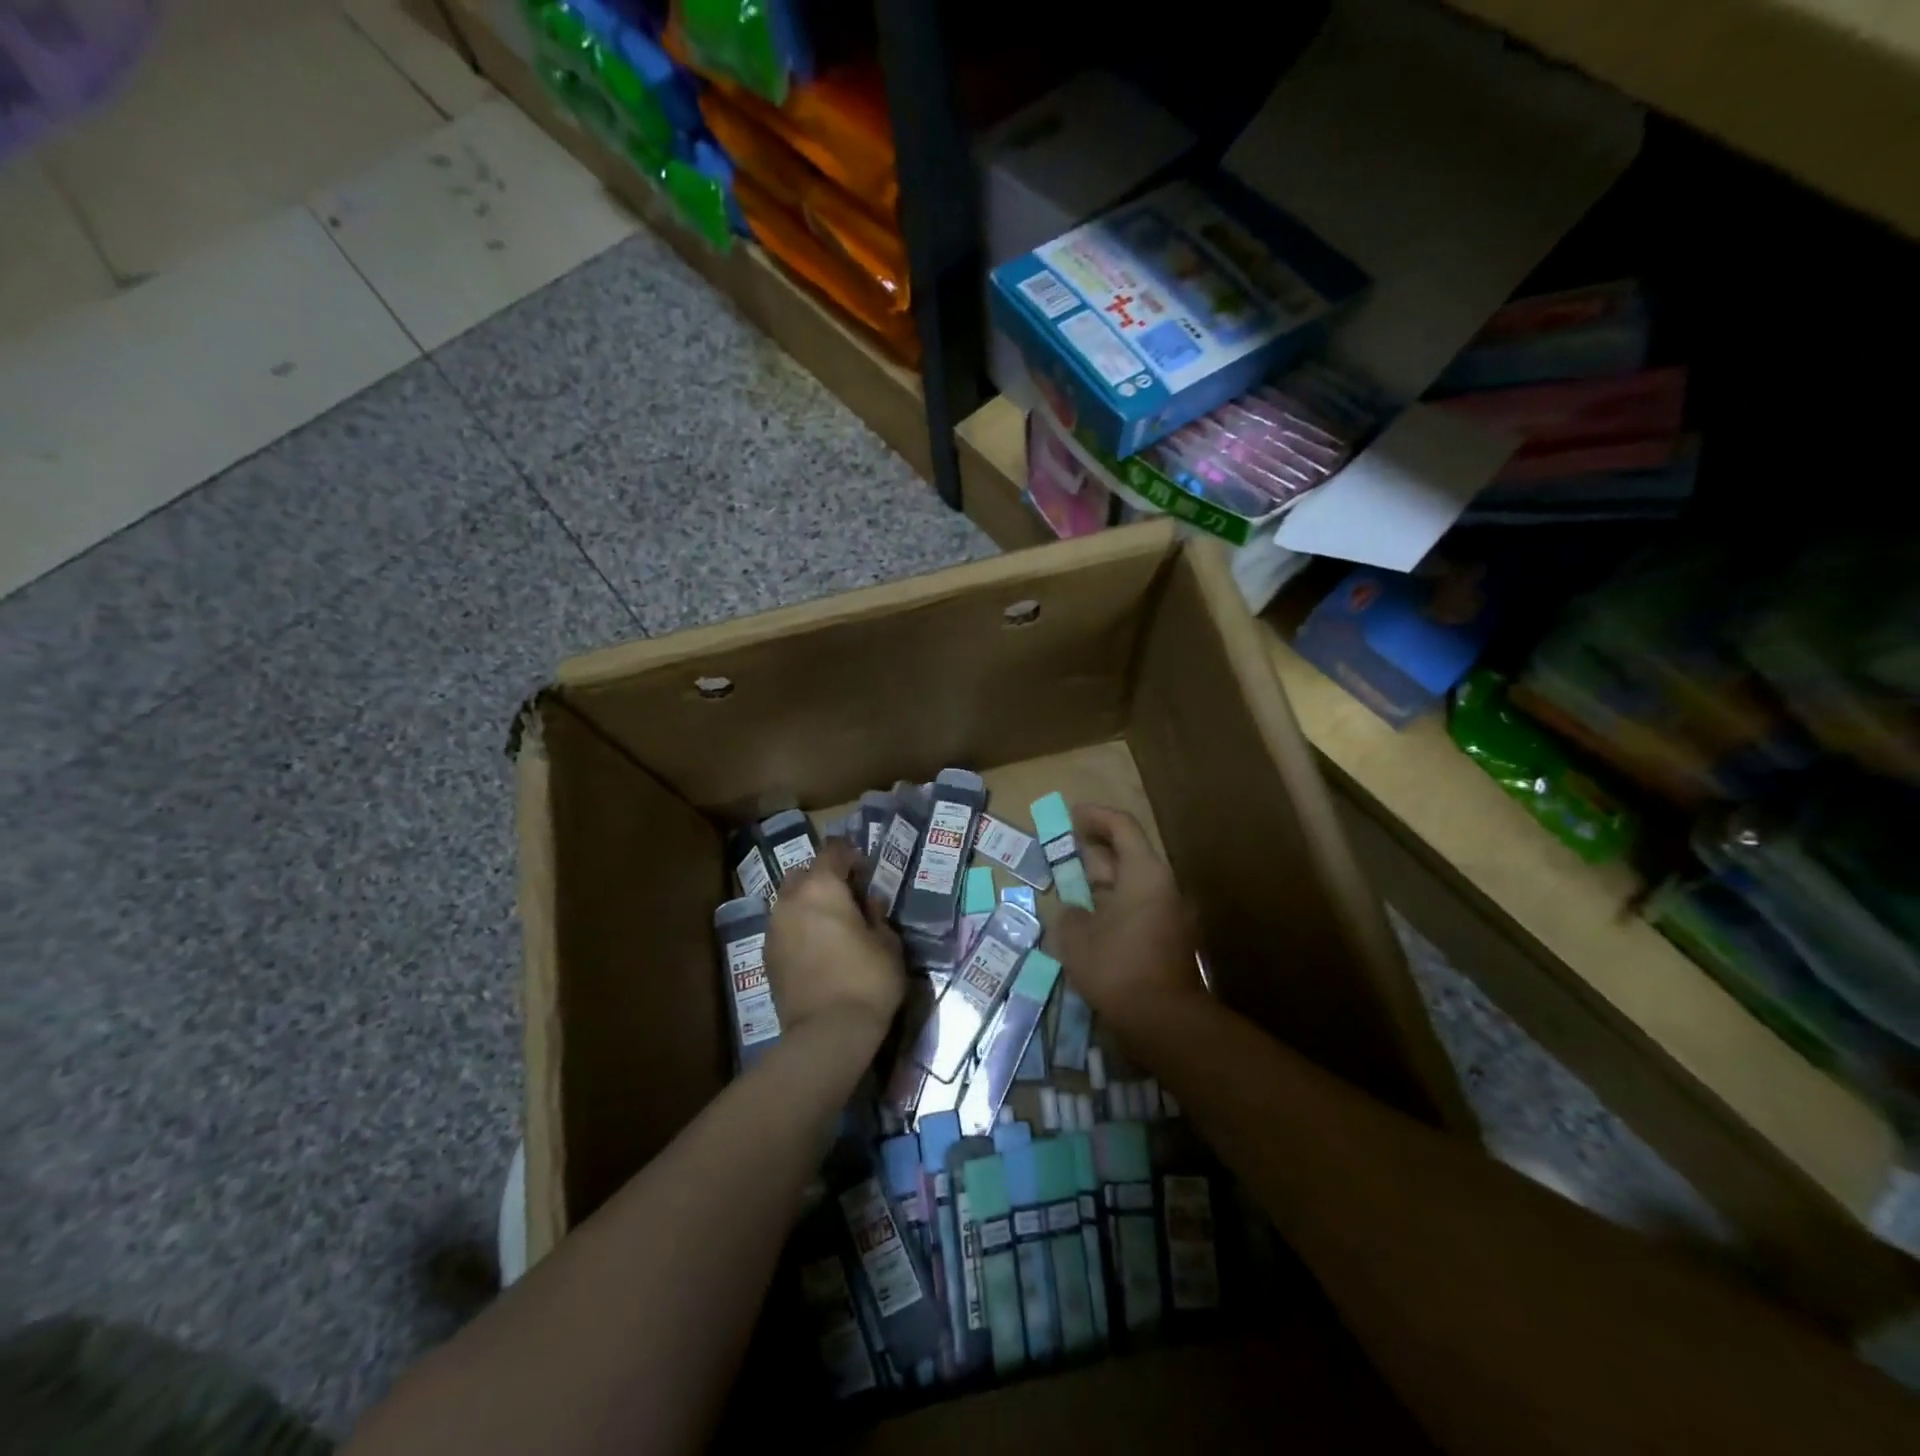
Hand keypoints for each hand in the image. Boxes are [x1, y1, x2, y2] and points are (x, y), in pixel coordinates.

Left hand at [766, 841, 905, 1050]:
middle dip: (824, 879)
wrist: (828, 1033)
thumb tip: (868, 902)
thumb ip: (877, 914)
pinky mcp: (767, 954)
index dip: (851, 855)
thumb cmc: (867, 979)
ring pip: (790, 901)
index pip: (833, 850)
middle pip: (804, 873)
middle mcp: (791, 899)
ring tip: (831, 926)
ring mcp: (774, 927)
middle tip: (848, 898)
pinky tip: (817, 949)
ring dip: (808, 905)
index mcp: (822, 886)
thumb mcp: (888, 942)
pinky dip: (798, 929)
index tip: (866, 872)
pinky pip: (783, 927)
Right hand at [1054, 805, 1204, 1036]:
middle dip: (1094, 852)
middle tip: (1064, 853)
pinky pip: (1136, 910)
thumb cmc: (1117, 966)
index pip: (1122, 827)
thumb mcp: (1076, 936)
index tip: (1071, 816)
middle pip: (1128, 856)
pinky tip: (1089, 923)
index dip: (1095, 817)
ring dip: (1102, 883)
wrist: (1164, 1021)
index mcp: (1144, 874)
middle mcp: (1162, 887)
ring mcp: (1170, 915)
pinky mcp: (1169, 941)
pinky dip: (1112, 907)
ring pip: (1131, 886)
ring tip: (1071, 890)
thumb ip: (1069, 914)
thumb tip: (1074, 911)